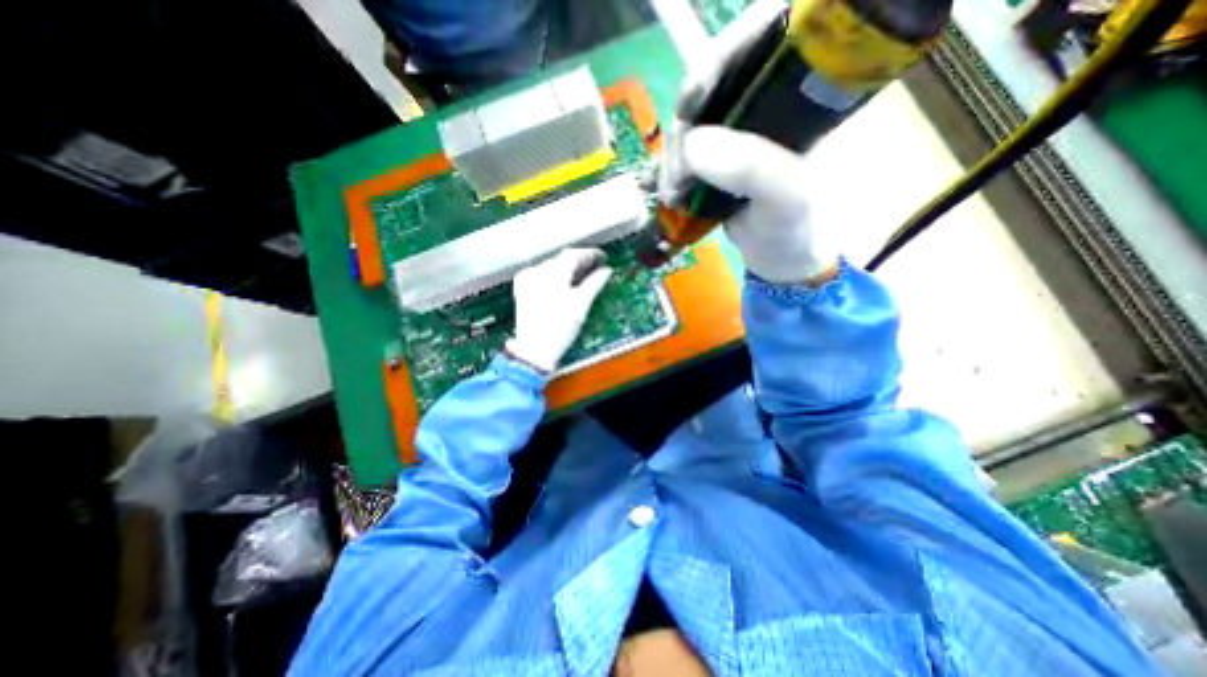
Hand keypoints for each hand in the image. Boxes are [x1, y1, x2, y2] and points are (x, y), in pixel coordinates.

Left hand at [505, 250, 613, 376]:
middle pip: (562, 259)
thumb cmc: (559, 329)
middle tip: (597, 266)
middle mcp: (537, 272)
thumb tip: (606, 271)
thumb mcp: (581, 305)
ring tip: (584, 275)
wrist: (534, 350)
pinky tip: (563, 282)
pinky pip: (541, 275)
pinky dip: (555, 276)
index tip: (603, 257)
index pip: (573, 255)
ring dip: (568, 268)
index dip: (590, 254)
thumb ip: (594, 283)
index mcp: (551, 273)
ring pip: (551, 267)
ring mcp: (527, 281)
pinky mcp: (523, 290)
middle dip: (580, 261)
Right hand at [657, 0, 841, 286]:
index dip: (722, 57)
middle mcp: (765, 103)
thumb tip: (692, 144)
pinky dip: (670, 168)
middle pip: (714, 84)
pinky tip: (666, 189)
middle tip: (678, 173)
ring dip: (673, 156)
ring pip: (692, 121)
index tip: (691, 101)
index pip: (763, 39)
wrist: (780, 258)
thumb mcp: (787, 197)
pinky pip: (684, 150)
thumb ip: (752, 168)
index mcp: (800, 93)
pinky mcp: (716, 158)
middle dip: (687, 125)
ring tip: (672, 194)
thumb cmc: (796, 226)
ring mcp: (736, 132)